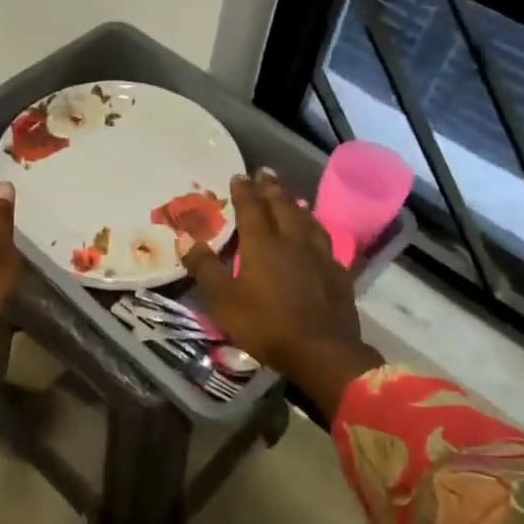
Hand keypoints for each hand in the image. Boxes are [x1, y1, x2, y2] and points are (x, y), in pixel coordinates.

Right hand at [182, 169, 383, 417]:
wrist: (323, 352)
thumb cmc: (266, 325)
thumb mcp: (223, 300)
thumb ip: (205, 267)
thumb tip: (185, 237)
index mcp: (262, 244)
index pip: (251, 208)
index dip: (243, 191)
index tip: (238, 175)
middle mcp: (292, 241)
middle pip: (282, 207)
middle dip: (271, 188)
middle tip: (265, 172)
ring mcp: (319, 256)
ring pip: (307, 221)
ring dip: (295, 205)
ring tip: (291, 197)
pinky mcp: (337, 273)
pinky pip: (326, 241)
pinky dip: (317, 230)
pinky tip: (318, 235)